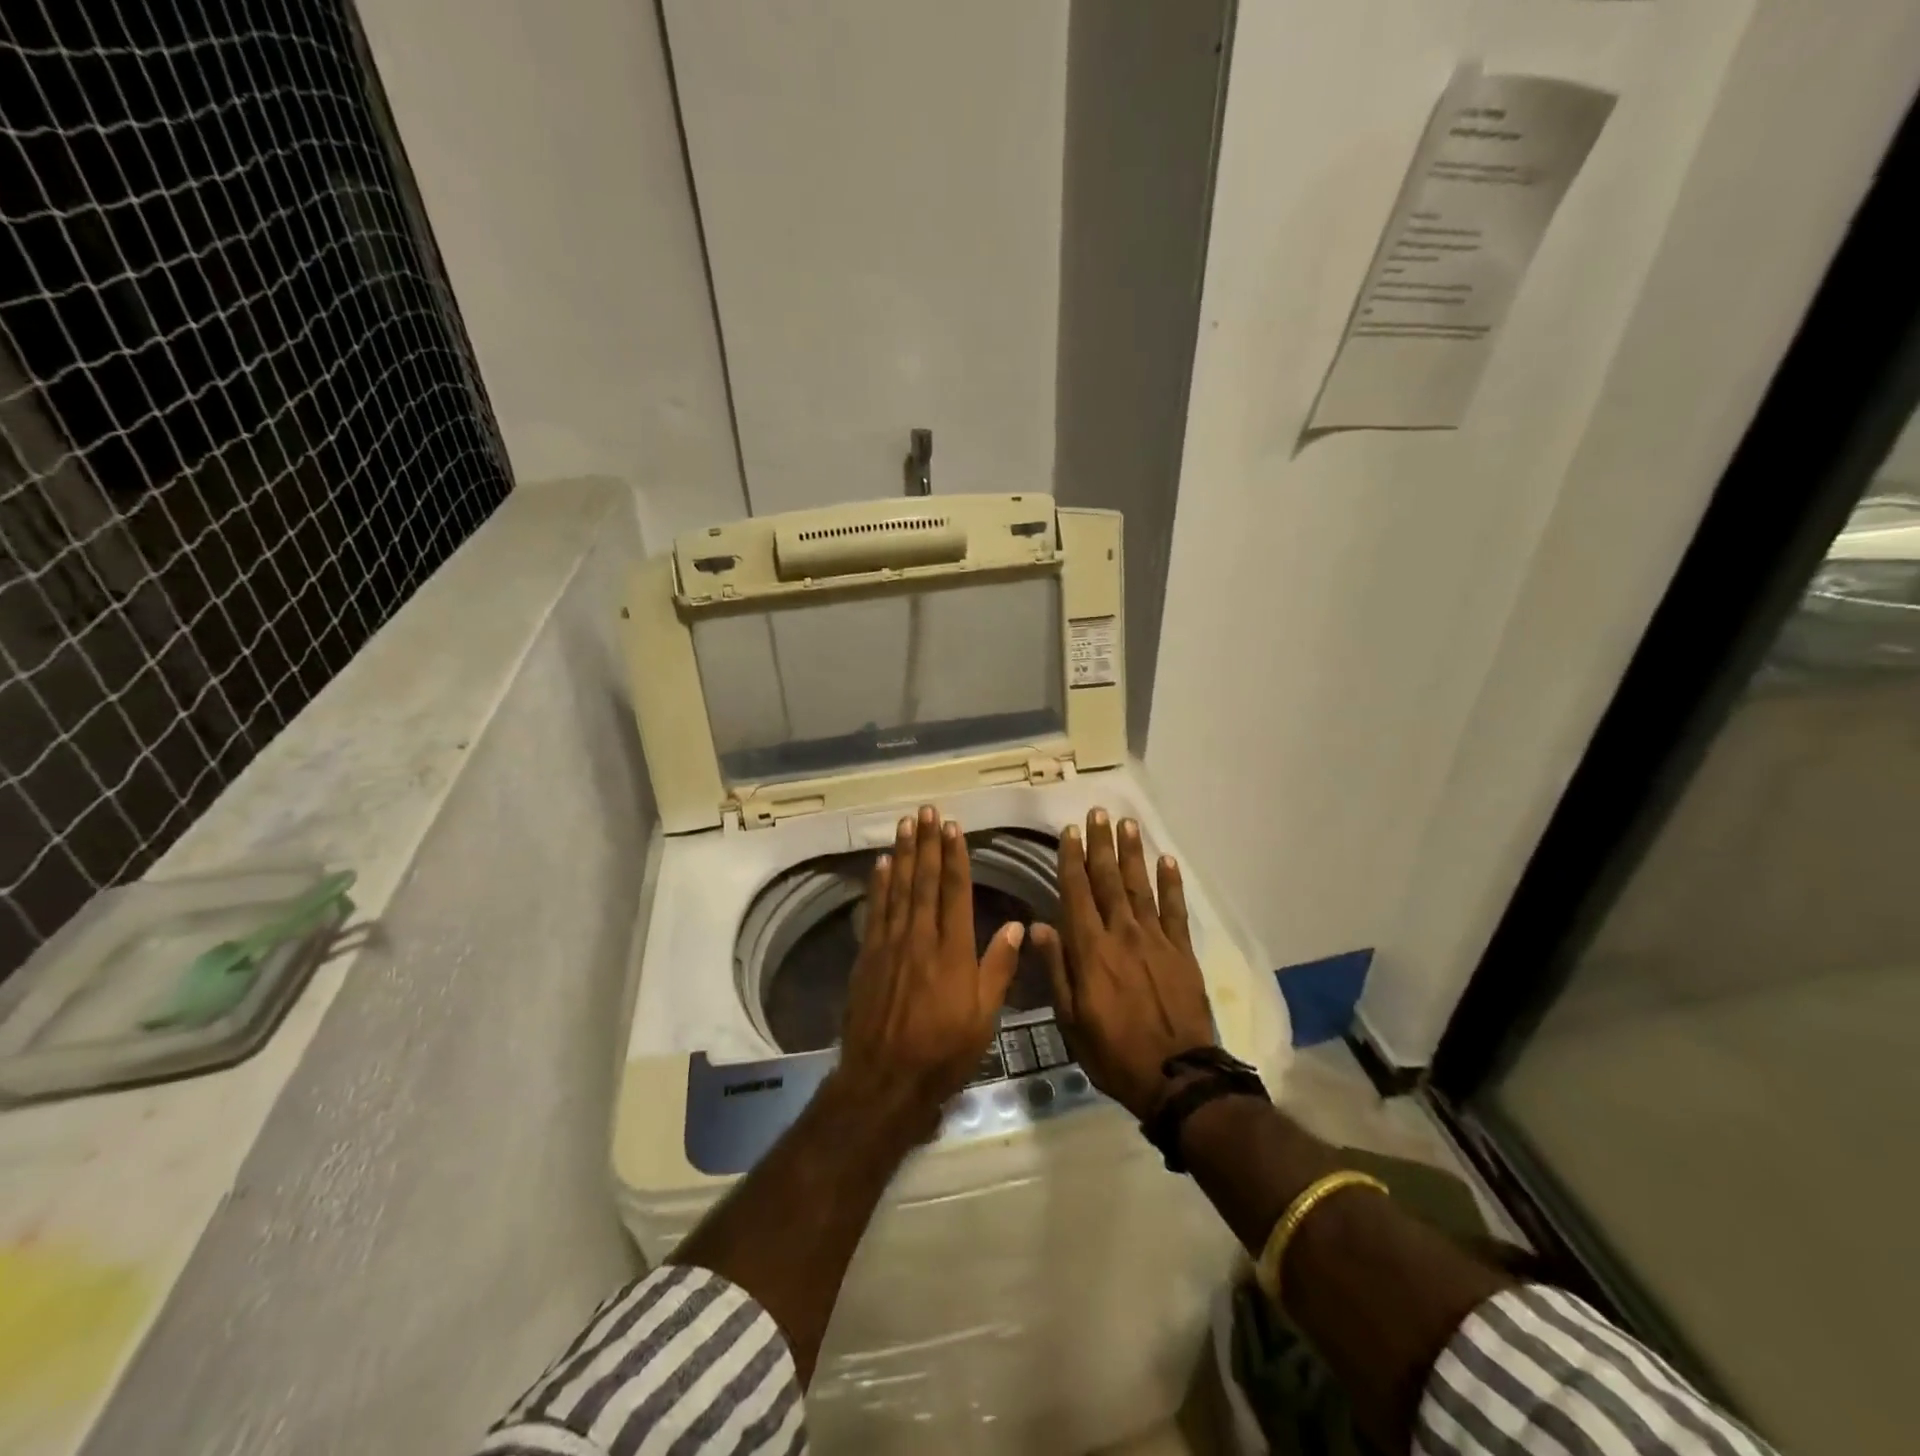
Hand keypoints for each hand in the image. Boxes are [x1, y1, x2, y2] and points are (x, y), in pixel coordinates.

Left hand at [834, 805, 1024, 1137]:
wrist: (886, 1080)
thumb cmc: (944, 1051)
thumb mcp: (984, 1016)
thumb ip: (998, 968)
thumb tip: (1015, 925)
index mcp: (952, 950)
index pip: (954, 891)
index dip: (954, 856)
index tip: (952, 827)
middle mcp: (920, 938)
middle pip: (924, 881)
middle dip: (926, 844)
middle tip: (925, 811)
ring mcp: (890, 945)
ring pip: (898, 889)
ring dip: (903, 854)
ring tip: (905, 825)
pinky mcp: (868, 957)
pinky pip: (875, 911)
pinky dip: (879, 885)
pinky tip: (881, 865)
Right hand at [1033, 808, 1213, 1119]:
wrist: (1175, 1076)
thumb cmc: (1113, 1051)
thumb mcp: (1071, 1018)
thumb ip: (1057, 968)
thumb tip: (1037, 926)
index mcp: (1091, 949)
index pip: (1077, 892)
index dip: (1071, 860)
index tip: (1069, 831)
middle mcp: (1122, 934)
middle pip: (1108, 880)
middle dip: (1101, 844)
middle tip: (1098, 813)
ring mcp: (1155, 940)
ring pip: (1140, 886)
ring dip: (1132, 853)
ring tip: (1128, 823)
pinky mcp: (1182, 951)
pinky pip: (1175, 910)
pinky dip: (1171, 884)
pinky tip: (1167, 861)